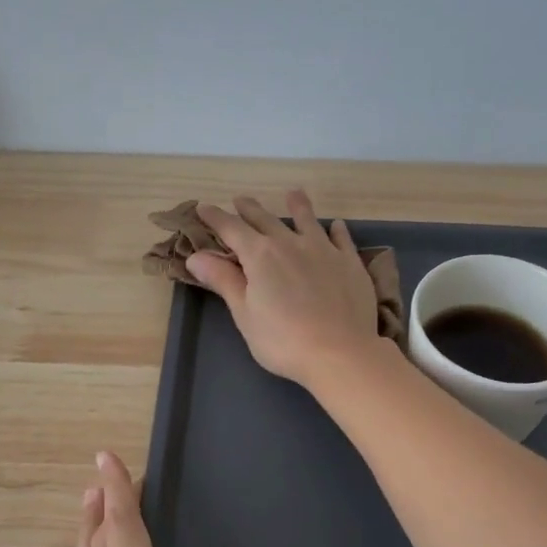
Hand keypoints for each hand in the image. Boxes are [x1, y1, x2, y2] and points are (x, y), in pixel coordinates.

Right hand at [185, 190, 384, 390]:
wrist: (340, 352)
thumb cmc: (283, 340)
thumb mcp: (245, 314)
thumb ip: (224, 281)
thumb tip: (196, 256)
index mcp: (260, 255)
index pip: (231, 229)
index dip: (215, 217)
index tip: (203, 207)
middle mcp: (290, 243)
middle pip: (266, 220)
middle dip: (250, 209)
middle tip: (241, 200)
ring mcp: (324, 250)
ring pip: (307, 220)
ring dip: (297, 206)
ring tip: (293, 194)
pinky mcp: (350, 263)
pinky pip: (341, 239)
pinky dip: (336, 230)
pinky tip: (336, 226)